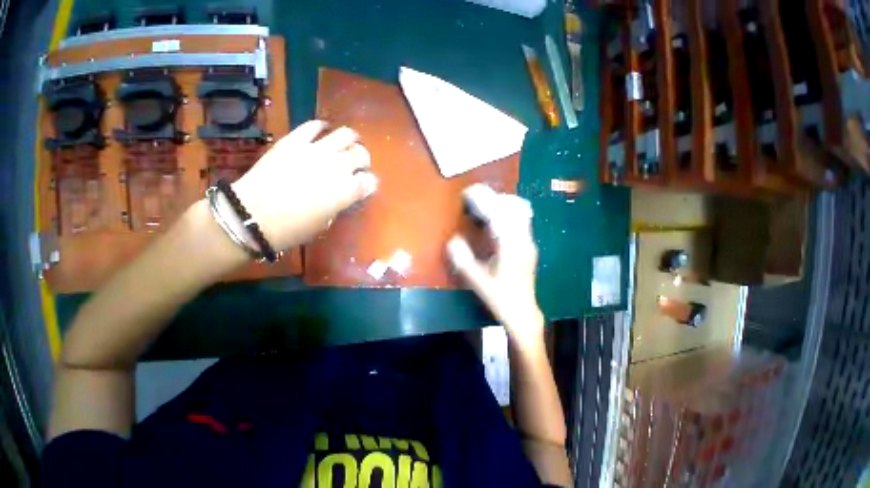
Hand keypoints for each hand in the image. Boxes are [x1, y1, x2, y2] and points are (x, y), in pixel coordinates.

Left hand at [231, 120, 377, 249]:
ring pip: (344, 135)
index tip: (367, 186)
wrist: (252, 215)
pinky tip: (323, 132)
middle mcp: (337, 167)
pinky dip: (322, 127)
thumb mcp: (326, 221)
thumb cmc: (294, 228)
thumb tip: (346, 193)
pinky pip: (313, 127)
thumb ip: (341, 203)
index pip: (370, 181)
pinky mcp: (294, 142)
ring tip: (347, 143)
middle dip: (364, 159)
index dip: (370, 183)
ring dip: (351, 139)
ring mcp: (315, 151)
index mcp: (346, 191)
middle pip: (361, 154)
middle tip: (358, 164)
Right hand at [447, 184, 543, 346]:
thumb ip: (463, 259)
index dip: (483, 199)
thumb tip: (452, 239)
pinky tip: (495, 218)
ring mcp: (529, 240)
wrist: (522, 312)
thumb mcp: (477, 281)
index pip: (498, 213)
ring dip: (501, 202)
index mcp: (510, 247)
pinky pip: (521, 218)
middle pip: (512, 205)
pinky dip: (507, 210)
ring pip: (520, 209)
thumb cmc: (499, 298)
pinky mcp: (529, 244)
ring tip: (483, 205)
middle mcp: (523, 239)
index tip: (467, 193)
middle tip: (472, 198)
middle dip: (492, 196)